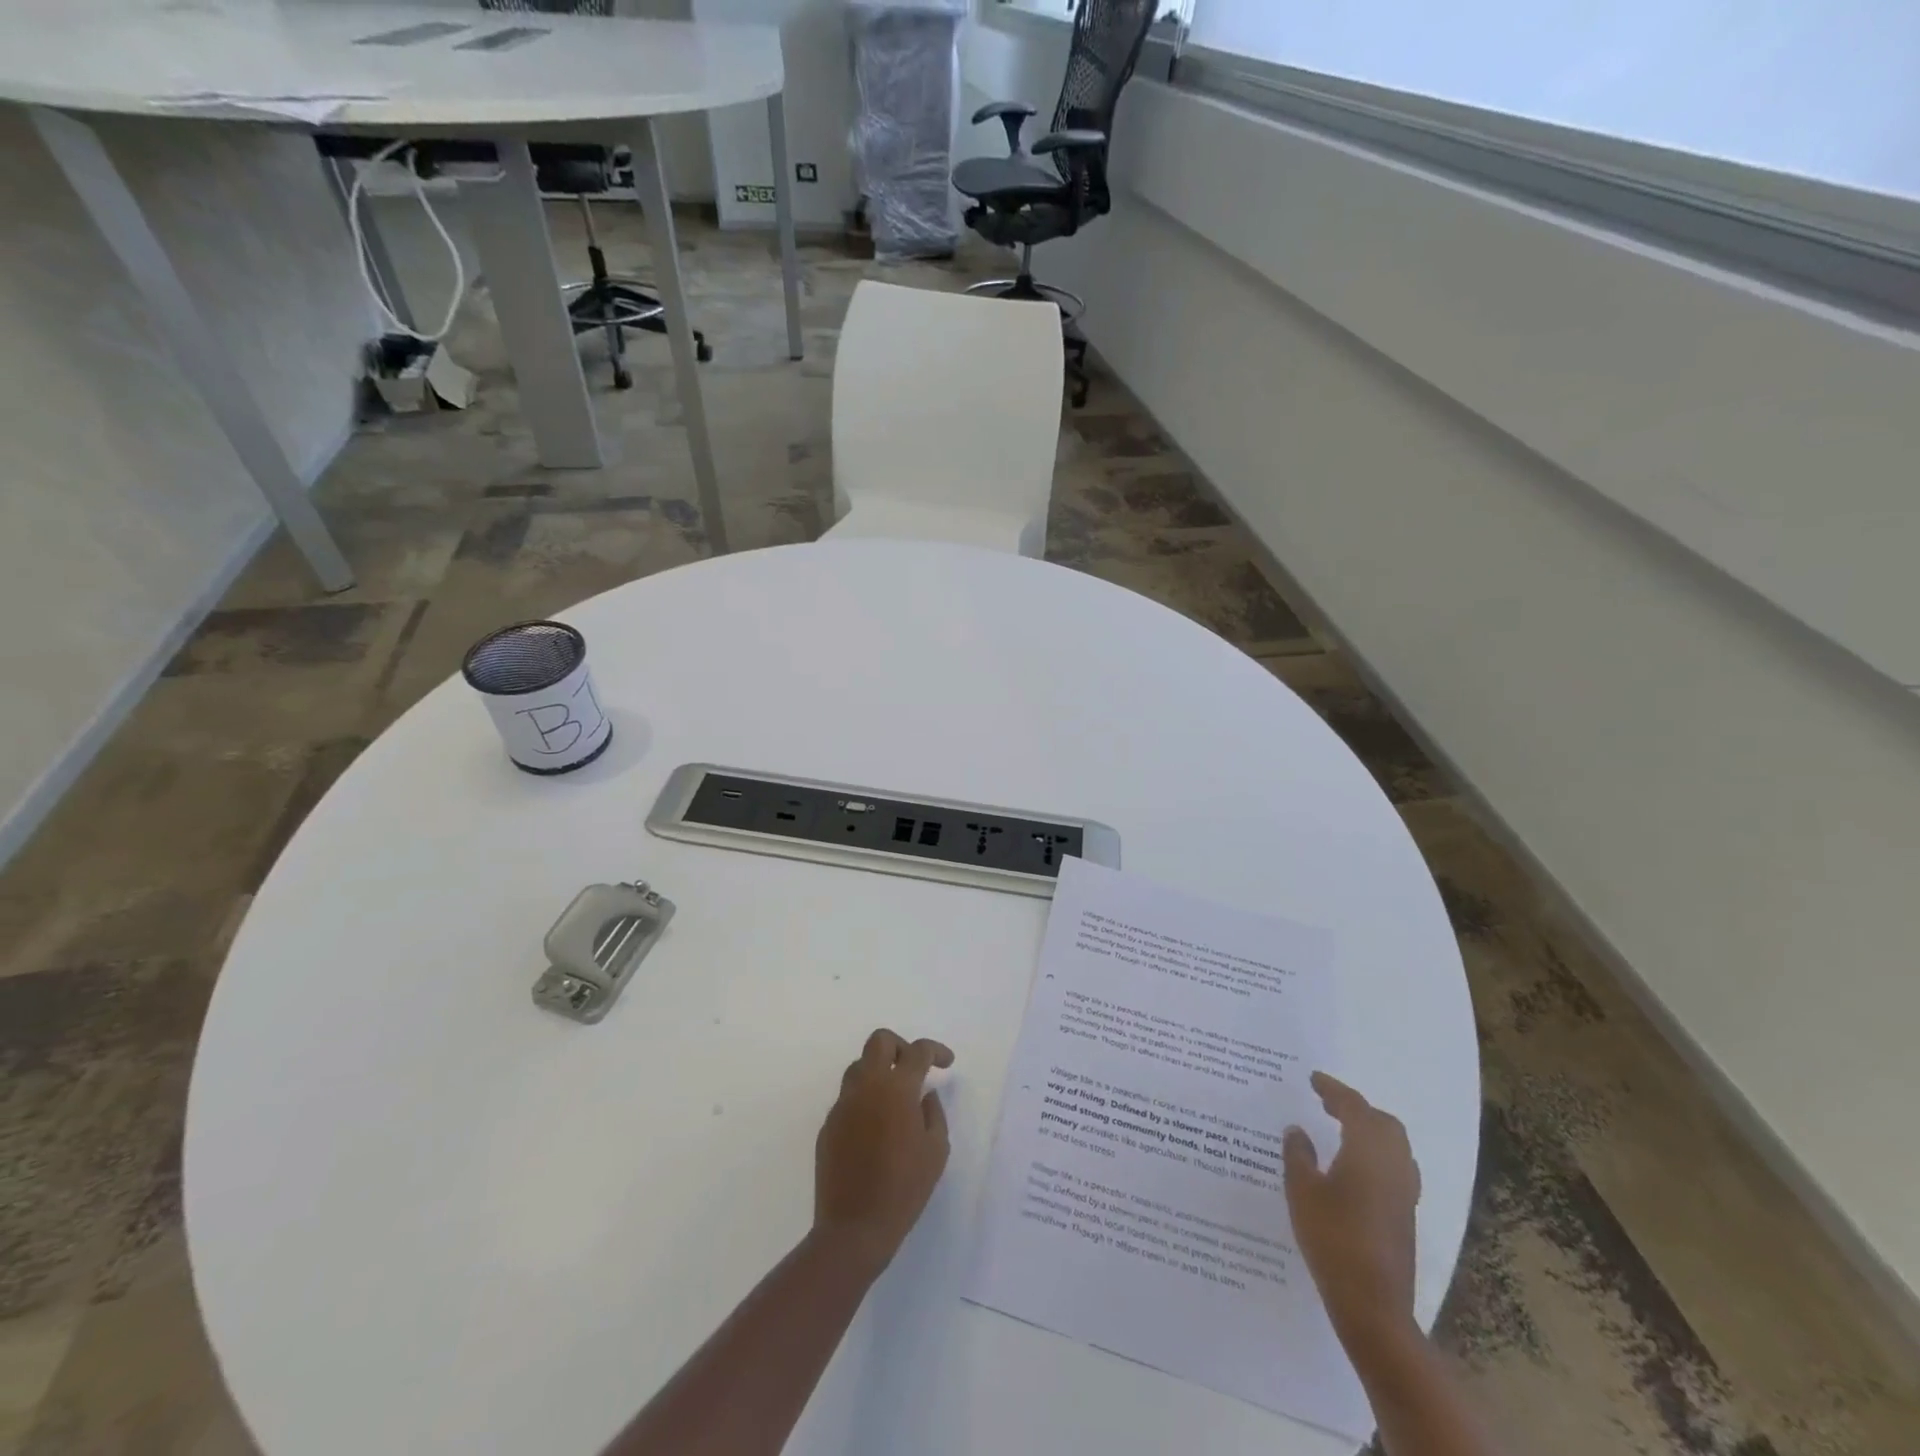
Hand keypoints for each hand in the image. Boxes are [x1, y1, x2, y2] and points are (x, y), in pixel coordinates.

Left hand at [813, 1029, 954, 1275]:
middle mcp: (866, 1087)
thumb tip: (925, 1096)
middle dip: (900, 1047)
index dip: (936, 1050)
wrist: (854, 1228)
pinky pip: (848, 1098)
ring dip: (879, 1071)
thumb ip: (934, 1114)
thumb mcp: (936, 1151)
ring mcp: (843, 1104)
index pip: (917, 1051)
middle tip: (914, 1068)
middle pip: (879, 1041)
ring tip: (894, 1098)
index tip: (946, 1062)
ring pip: (859, 1066)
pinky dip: (864, 1100)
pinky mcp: (828, 1125)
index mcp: (896, 1089)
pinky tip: (875, 1128)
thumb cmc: (904, 1189)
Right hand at [1283, 1072, 1420, 1348]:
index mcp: (1368, 1151)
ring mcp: (1405, 1192)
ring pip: (1395, 1145)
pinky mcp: (1406, 1215)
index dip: (1333, 1089)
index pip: (1354, 1107)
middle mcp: (1394, 1165)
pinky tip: (1355, 1167)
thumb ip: (1298, 1154)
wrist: (1373, 1304)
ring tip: (1340, 1129)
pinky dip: (1377, 1153)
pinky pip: (1397, 1167)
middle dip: (1356, 1107)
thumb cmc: (1332, 1238)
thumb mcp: (1302, 1190)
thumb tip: (1297, 1130)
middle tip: (1326, 1103)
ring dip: (1370, 1130)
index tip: (1313, 1079)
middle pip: (1383, 1123)